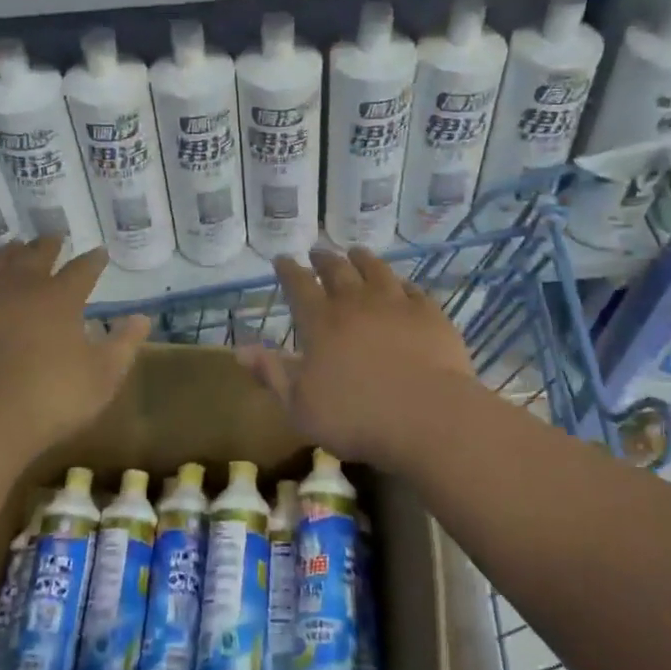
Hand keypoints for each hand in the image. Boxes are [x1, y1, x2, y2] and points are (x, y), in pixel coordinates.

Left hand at [0, 239, 149, 456]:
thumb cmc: (48, 399)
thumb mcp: (102, 378)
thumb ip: (124, 345)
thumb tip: (142, 318)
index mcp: (60, 298)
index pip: (82, 269)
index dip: (94, 260)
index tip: (100, 253)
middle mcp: (20, 286)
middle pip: (35, 254)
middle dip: (48, 245)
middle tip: (54, 237)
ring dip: (11, 252)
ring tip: (16, 247)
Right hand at [237, 249, 476, 463]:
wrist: (428, 417)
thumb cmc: (356, 417)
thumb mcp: (300, 405)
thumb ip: (272, 374)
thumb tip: (240, 350)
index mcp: (320, 321)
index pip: (298, 284)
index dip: (288, 270)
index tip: (282, 259)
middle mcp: (356, 302)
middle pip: (337, 270)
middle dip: (323, 258)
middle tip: (317, 252)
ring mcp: (396, 303)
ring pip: (376, 270)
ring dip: (362, 258)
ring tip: (356, 253)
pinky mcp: (430, 314)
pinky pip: (412, 288)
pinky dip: (400, 282)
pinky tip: (400, 284)